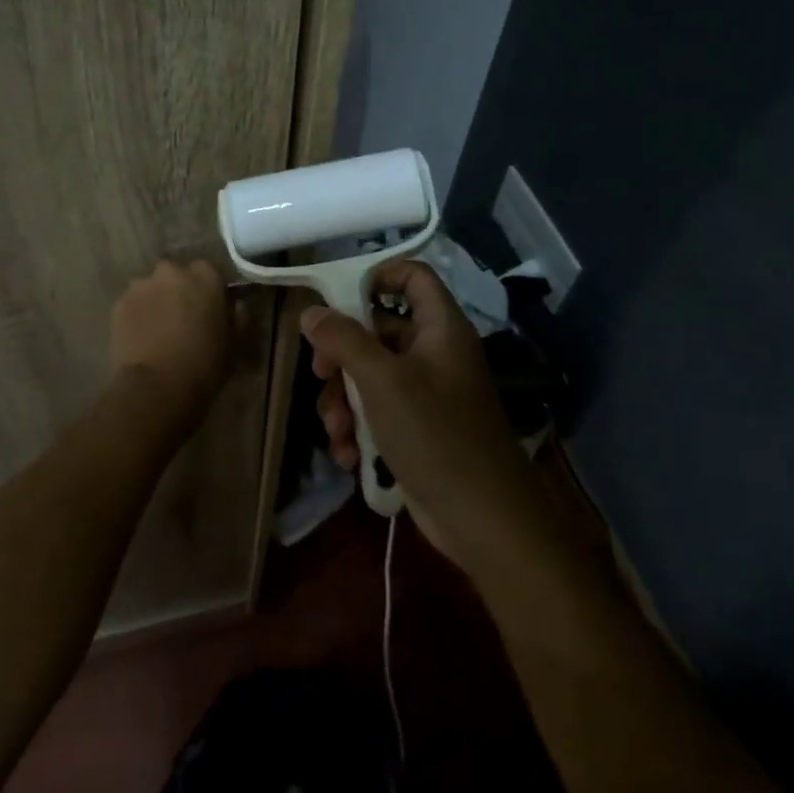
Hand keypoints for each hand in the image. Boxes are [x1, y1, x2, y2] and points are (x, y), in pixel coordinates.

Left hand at [110, 260, 232, 422]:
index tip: (210, 311)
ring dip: (157, 302)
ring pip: (152, 288)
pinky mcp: (119, 304)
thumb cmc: (204, 365)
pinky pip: (133, 304)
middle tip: (183, 320)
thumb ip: (236, 316)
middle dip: (179, 292)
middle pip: (177, 276)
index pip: (209, 272)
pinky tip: (141, 339)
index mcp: (205, 276)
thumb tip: (235, 305)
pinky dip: (138, 316)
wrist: (156, 387)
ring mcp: (141, 285)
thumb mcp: (233, 342)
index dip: (209, 292)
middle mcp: (172, 271)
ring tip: (159, 331)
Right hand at [302, 261, 541, 570]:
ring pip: (371, 376)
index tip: (338, 300)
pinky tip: (348, 455)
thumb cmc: (434, 433)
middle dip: (343, 356)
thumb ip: (343, 340)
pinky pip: (379, 412)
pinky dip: (359, 428)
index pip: (413, 275)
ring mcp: (428, 393)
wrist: (481, 517)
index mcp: (440, 327)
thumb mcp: (381, 381)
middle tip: (320, 375)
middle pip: (379, 330)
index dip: (377, 276)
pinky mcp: (418, 429)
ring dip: (344, 401)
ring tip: (336, 430)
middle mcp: (435, 353)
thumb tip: (311, 312)